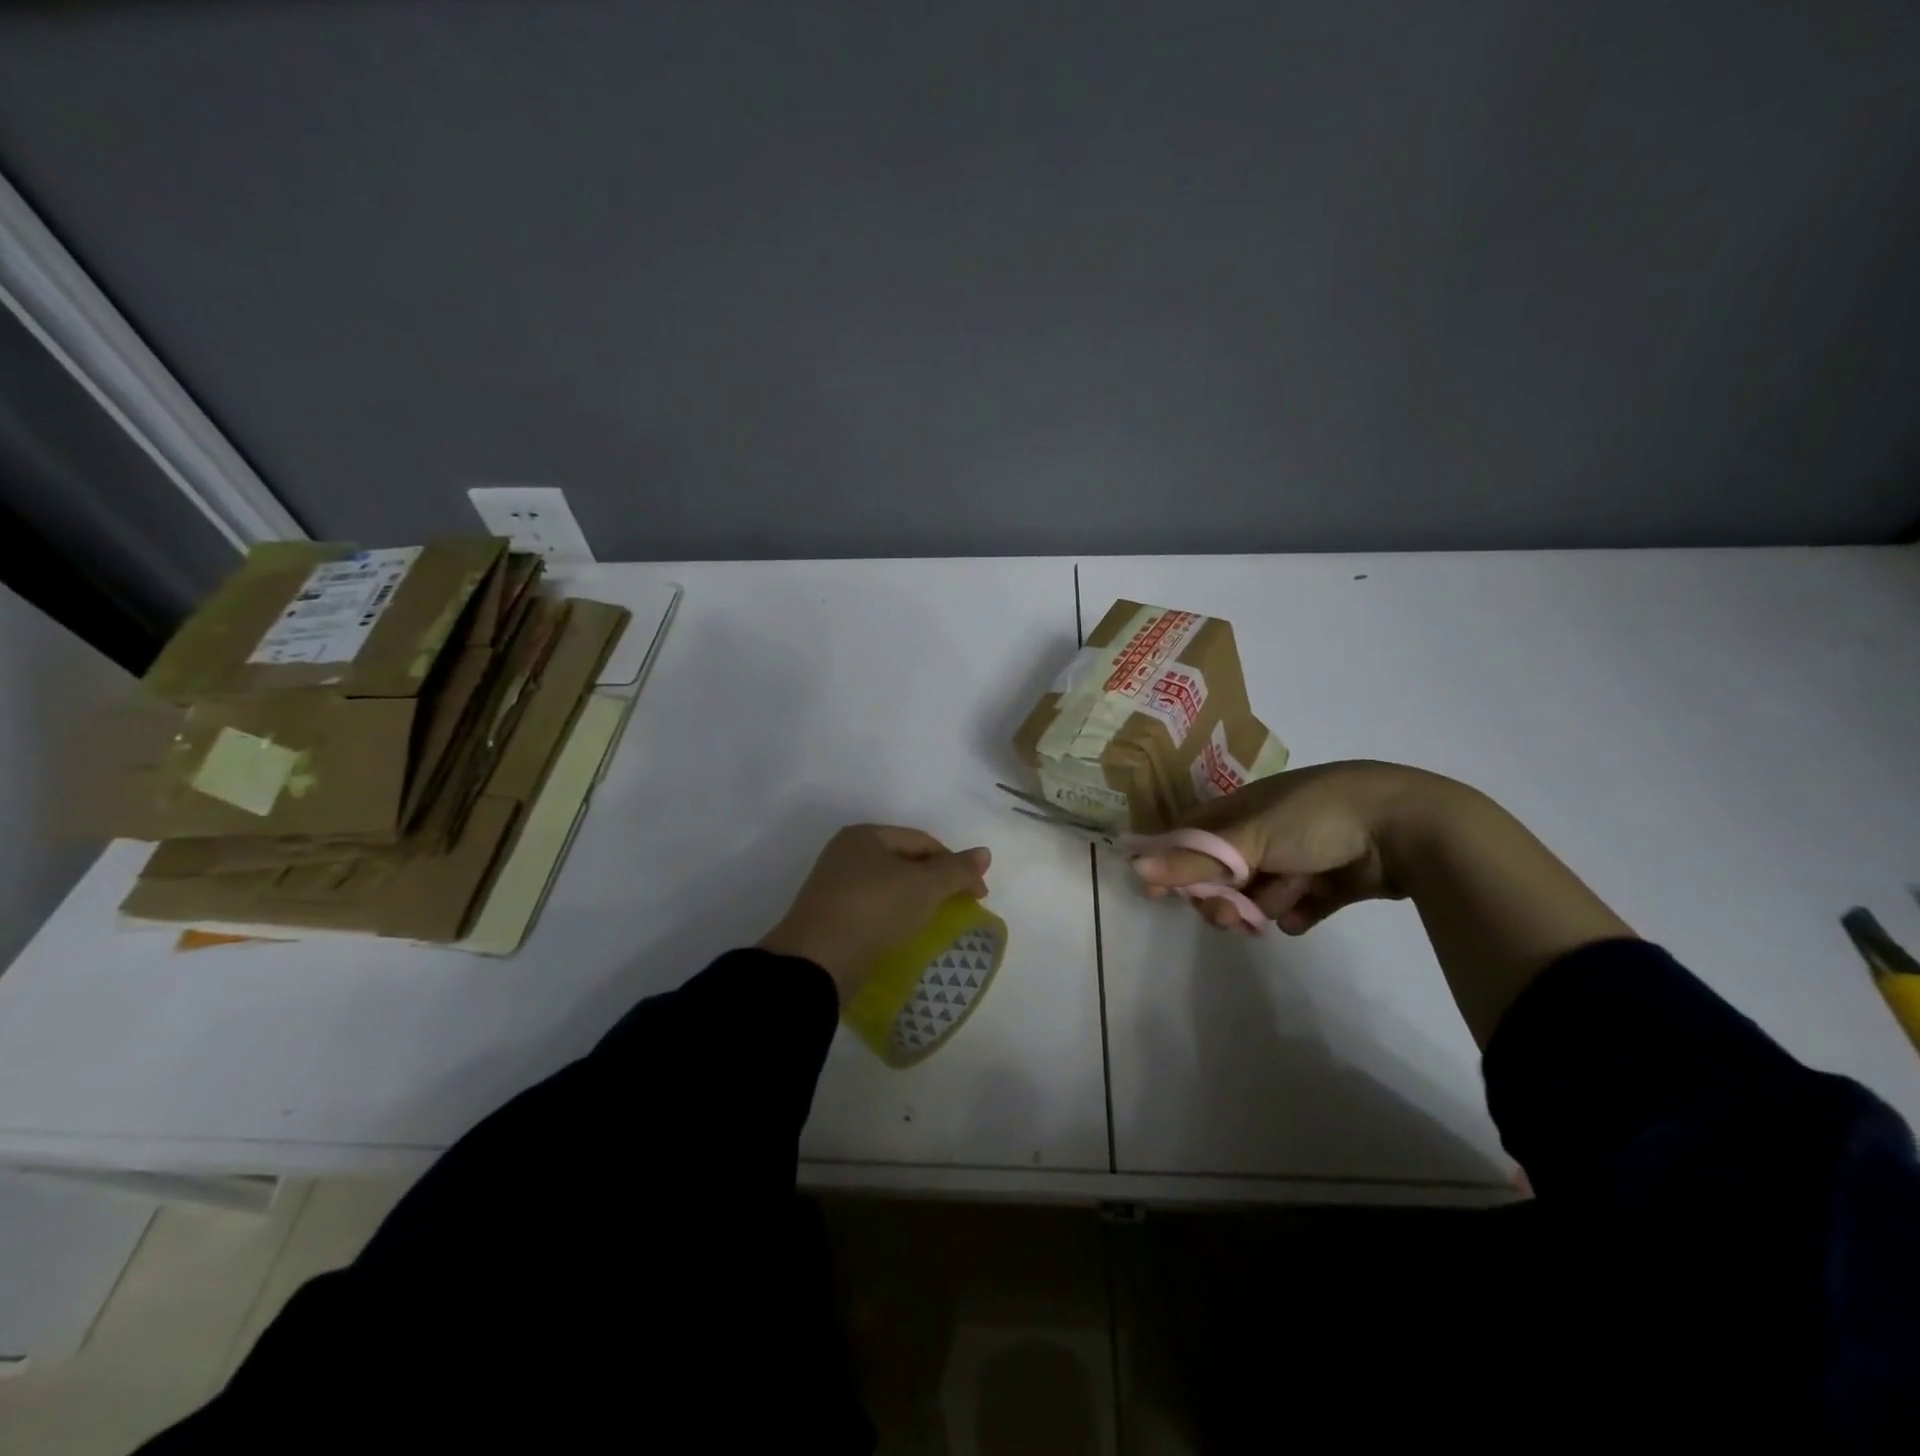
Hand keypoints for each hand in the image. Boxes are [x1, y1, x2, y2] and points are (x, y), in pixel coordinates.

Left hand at [759, 825, 991, 999]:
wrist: (818, 960)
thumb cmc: (874, 908)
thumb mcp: (924, 885)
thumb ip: (957, 869)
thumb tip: (984, 853)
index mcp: (865, 835)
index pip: (922, 841)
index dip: (954, 863)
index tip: (978, 894)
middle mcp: (846, 854)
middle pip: (905, 862)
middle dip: (936, 882)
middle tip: (961, 907)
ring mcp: (835, 887)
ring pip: (889, 887)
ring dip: (916, 901)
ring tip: (936, 922)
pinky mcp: (831, 917)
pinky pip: (874, 910)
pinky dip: (895, 917)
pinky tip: (906, 933)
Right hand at [1131, 762, 1445, 934]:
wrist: (1406, 828)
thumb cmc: (1315, 819)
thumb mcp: (1249, 838)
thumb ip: (1193, 860)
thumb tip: (1133, 867)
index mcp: (1241, 809)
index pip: (1191, 838)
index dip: (1173, 864)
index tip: (1160, 894)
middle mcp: (1265, 830)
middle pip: (1223, 873)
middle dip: (1222, 897)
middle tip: (1231, 916)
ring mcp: (1299, 856)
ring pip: (1259, 893)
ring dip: (1264, 904)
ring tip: (1283, 906)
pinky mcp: (1330, 882)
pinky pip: (1298, 907)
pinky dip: (1298, 912)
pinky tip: (1308, 910)